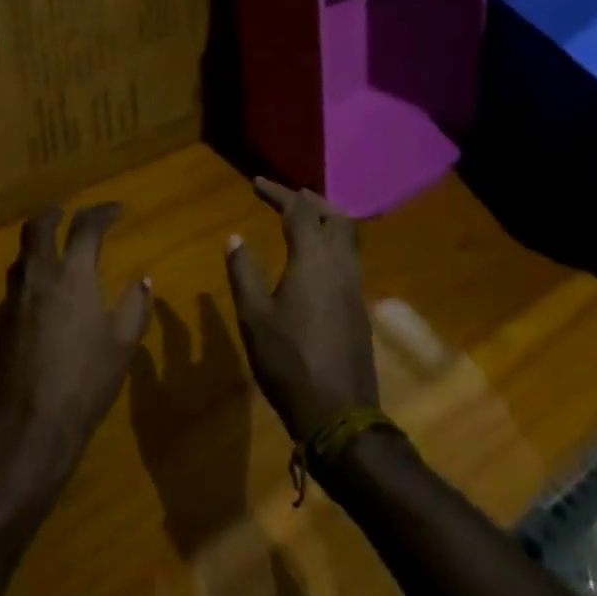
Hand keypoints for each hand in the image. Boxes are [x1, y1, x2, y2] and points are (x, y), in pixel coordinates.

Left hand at [0, 203, 153, 466]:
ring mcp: (15, 297)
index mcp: (74, 274)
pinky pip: (16, 281)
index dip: (103, 213)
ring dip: (39, 242)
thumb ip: (135, 306)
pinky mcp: (2, 321)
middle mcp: (40, 275)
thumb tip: (144, 280)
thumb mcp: (123, 344)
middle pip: (39, 227)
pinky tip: (43, 291)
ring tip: (55, 249)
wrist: (32, 422)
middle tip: (69, 213)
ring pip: (22, 253)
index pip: (86, 227)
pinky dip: (30, 271)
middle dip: (55, 214)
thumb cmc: (87, 379)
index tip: (116, 211)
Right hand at [223, 178, 379, 441]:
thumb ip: (244, 272)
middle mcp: (341, 265)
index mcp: (314, 261)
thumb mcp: (254, 317)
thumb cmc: (289, 362)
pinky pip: (351, 256)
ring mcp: (355, 286)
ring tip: (303, 217)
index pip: (298, 211)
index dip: (277, 192)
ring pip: (348, 236)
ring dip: (326, 218)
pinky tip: (317, 257)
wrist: (338, 413)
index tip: (255, 183)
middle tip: (285, 195)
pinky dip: (333, 241)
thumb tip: (236, 238)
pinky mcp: (360, 306)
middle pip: (333, 216)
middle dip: (309, 200)